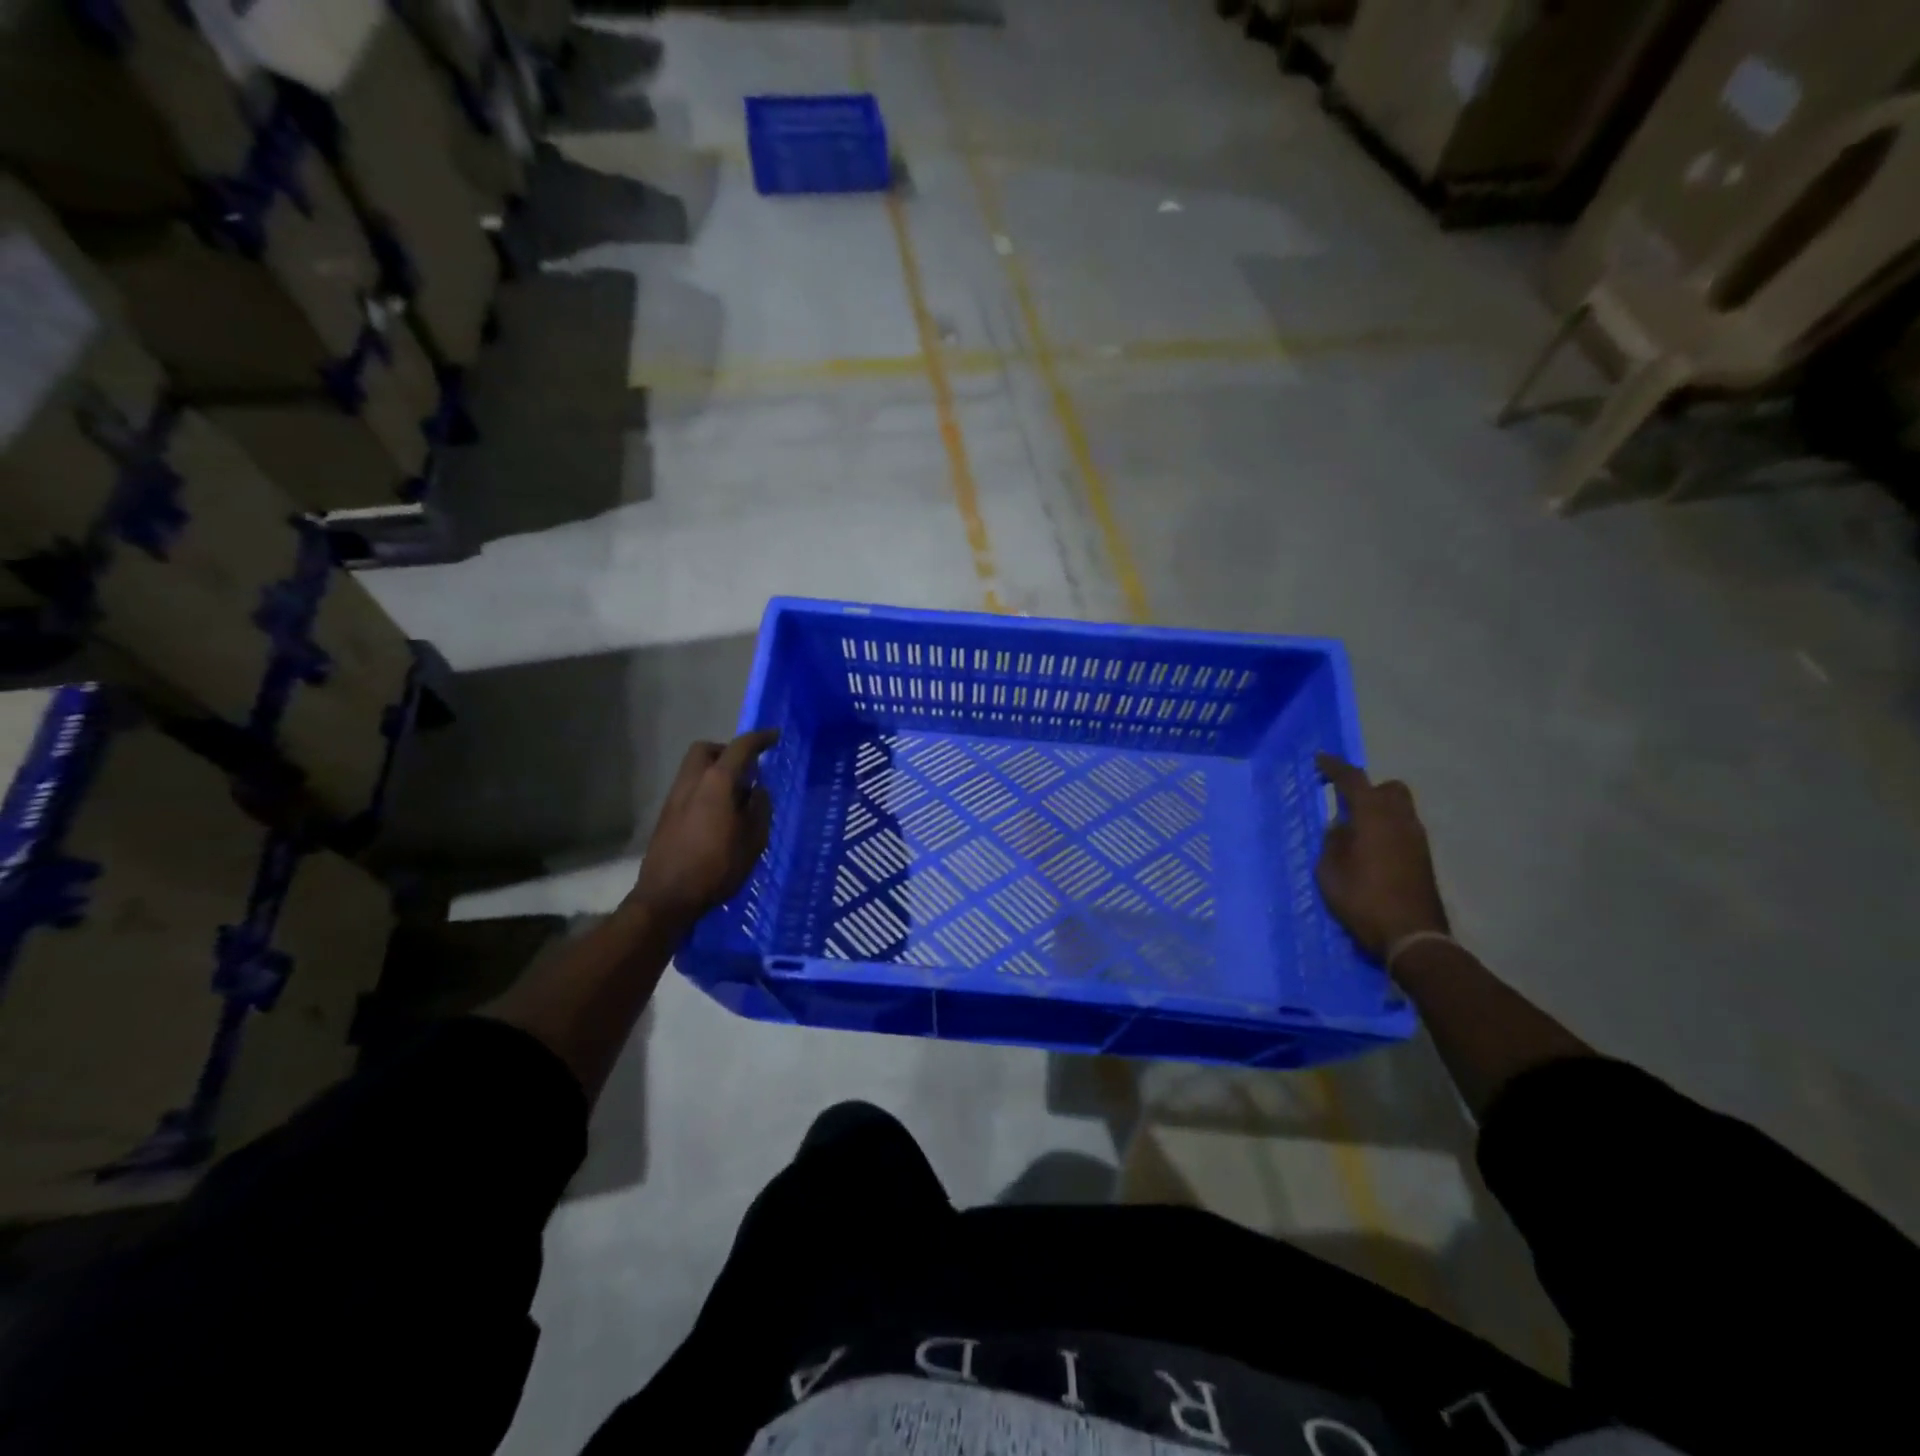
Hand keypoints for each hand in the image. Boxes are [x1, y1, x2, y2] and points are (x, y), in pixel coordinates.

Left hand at [627, 730, 778, 932]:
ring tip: (736, 796)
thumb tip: (757, 790)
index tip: (774, 736)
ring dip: (716, 771)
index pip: (740, 748)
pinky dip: (706, 789)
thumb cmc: (717, 867)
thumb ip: (759, 809)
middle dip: (728, 751)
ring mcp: (674, 798)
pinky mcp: (666, 815)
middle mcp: (692, 782)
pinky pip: (689, 788)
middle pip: (707, 750)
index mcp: (717, 783)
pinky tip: (718, 815)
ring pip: (695, 769)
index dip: (759, 739)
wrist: (667, 897)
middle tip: (748, 768)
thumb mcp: (753, 840)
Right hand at [1315, 754, 1449, 963]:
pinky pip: (1403, 829)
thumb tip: (1341, 828)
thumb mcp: (1330, 871)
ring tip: (1354, 830)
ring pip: (1399, 808)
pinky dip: (1386, 829)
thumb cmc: (1363, 900)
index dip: (1334, 767)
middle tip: (1344, 802)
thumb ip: (1333, 842)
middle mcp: (1400, 820)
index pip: (1353, 779)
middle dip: (1367, 789)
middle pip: (1388, 788)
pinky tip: (1370, 850)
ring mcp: (1417, 839)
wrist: (1412, 936)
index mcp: (1373, 816)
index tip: (1319, 760)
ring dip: (1378, 810)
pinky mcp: (1423, 858)